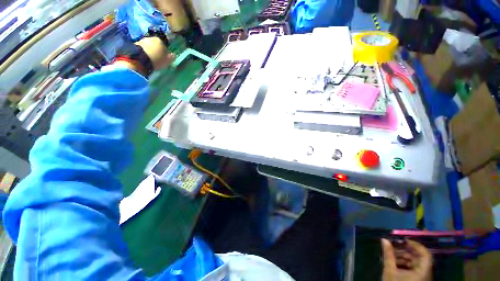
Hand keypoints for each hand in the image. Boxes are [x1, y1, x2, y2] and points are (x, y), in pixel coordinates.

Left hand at [134, 37, 175, 70]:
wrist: (140, 60)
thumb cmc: (157, 60)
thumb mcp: (167, 61)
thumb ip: (171, 57)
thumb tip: (173, 54)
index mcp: (160, 40)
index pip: (163, 45)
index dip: (164, 51)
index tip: (163, 57)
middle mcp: (150, 38)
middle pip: (154, 44)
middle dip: (155, 49)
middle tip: (156, 58)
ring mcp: (142, 40)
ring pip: (148, 45)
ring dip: (149, 50)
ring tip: (149, 58)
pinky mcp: (135, 44)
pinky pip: (141, 48)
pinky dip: (143, 51)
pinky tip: (144, 58)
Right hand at [381, 239, 432, 280]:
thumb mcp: (389, 270)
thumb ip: (388, 254)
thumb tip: (384, 239)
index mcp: (423, 271)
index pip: (425, 254)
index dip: (415, 245)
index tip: (403, 240)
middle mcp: (426, 273)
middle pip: (420, 258)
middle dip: (406, 251)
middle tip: (394, 246)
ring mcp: (423, 278)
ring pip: (416, 263)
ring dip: (405, 257)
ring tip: (392, 255)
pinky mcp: (418, 280)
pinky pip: (415, 269)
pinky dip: (406, 264)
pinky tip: (396, 263)